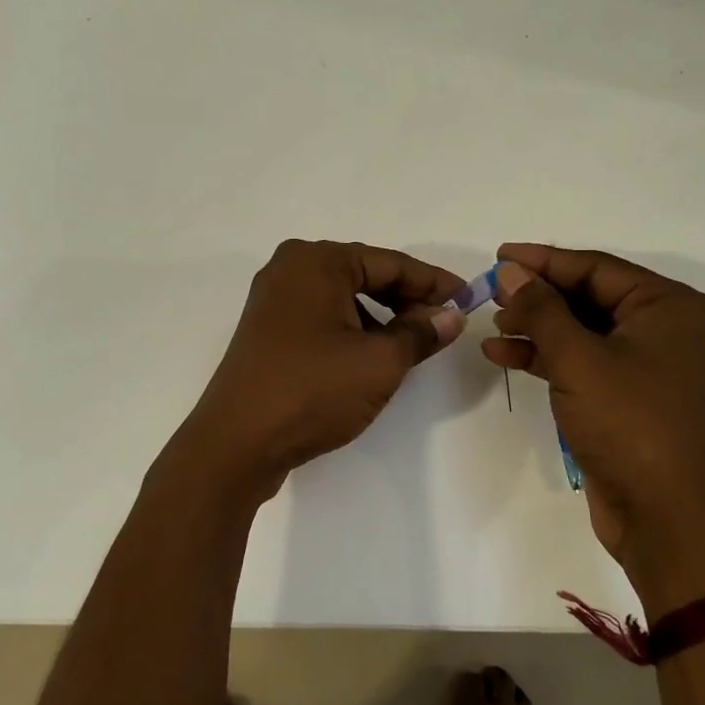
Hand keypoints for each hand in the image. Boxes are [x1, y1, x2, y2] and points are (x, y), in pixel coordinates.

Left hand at [175, 240, 464, 498]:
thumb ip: (420, 333)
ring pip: (343, 299)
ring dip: (381, 317)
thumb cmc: (312, 390)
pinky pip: (322, 319)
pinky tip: (372, 356)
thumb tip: (450, 316)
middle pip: (364, 275)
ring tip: (412, 344)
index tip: (467, 299)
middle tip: (444, 323)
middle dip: (407, 299)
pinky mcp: (267, 332)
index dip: (433, 282)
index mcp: (316, 262)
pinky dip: (353, 331)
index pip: (390, 263)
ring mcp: (273, 301)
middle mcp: (290, 270)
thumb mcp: (379, 362)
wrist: (236, 443)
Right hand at [483, 244, 704, 604]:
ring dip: (537, 326)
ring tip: (493, 323)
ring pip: (582, 329)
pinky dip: (545, 356)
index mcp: (671, 306)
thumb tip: (512, 272)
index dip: (545, 261)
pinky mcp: (627, 394)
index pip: (598, 268)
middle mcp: (665, 328)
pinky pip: (582, 360)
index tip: (501, 256)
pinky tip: (503, 353)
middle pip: (590, 297)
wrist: (659, 512)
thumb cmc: (627, 422)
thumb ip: (542, 309)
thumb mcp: (578, 358)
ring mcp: (647, 363)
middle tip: (492, 292)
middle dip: (539, 296)